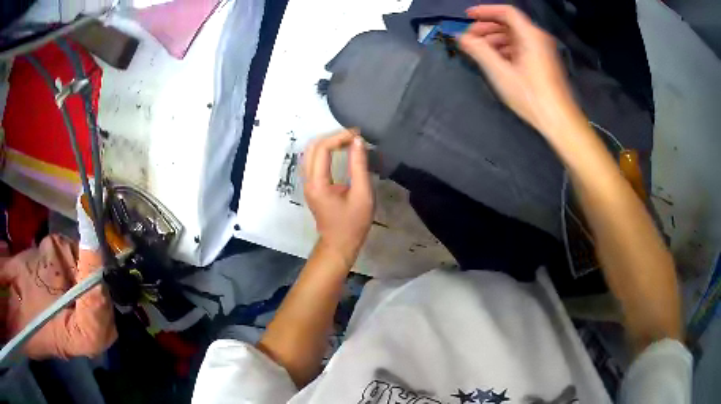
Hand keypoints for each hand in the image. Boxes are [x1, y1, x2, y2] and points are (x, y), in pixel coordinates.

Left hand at [302, 129, 373, 265]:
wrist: (339, 244)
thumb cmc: (353, 223)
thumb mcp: (362, 195)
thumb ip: (359, 166)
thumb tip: (358, 142)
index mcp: (318, 183)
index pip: (322, 149)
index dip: (339, 137)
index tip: (357, 135)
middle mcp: (308, 181)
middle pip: (312, 147)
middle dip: (332, 137)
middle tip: (353, 137)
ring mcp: (307, 183)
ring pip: (310, 152)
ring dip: (328, 143)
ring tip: (348, 142)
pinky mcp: (311, 186)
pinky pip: (313, 161)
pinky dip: (325, 151)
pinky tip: (340, 151)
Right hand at [459, 5, 580, 135]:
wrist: (559, 120)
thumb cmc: (531, 95)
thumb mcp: (500, 73)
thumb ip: (478, 50)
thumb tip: (460, 37)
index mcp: (530, 35)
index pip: (506, 11)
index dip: (485, 11)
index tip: (467, 16)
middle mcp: (538, 38)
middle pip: (509, 23)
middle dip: (487, 27)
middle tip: (469, 37)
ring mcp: (542, 51)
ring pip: (514, 36)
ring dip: (495, 39)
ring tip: (479, 50)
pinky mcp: (543, 63)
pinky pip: (521, 47)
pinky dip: (505, 49)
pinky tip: (495, 60)